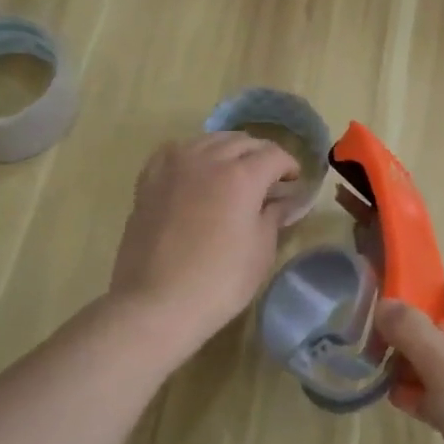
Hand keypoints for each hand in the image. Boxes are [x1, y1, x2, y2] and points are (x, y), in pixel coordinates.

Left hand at [108, 133, 300, 345]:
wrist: (156, 303)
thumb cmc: (220, 281)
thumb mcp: (261, 250)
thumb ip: (275, 215)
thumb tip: (285, 200)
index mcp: (242, 176)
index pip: (274, 155)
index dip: (290, 166)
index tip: (294, 183)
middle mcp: (208, 160)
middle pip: (243, 142)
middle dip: (262, 155)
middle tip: (270, 179)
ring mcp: (174, 166)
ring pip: (209, 140)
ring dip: (229, 150)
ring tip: (235, 173)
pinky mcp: (149, 180)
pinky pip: (176, 151)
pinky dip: (194, 154)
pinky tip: (197, 171)